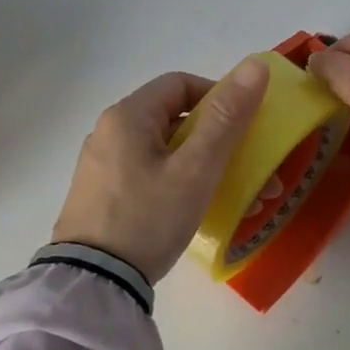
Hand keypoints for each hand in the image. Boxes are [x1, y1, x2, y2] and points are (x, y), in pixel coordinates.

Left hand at [51, 61, 269, 279]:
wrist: (93, 284)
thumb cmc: (148, 218)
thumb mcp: (196, 169)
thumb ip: (226, 118)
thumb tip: (255, 65)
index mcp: (127, 116)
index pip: (180, 83)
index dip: (218, 96)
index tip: (244, 125)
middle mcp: (108, 132)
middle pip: (171, 116)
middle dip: (214, 135)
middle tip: (244, 164)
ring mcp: (100, 165)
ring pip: (161, 147)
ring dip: (198, 161)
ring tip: (228, 192)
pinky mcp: (99, 194)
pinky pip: (146, 171)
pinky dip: (174, 179)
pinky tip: (192, 208)